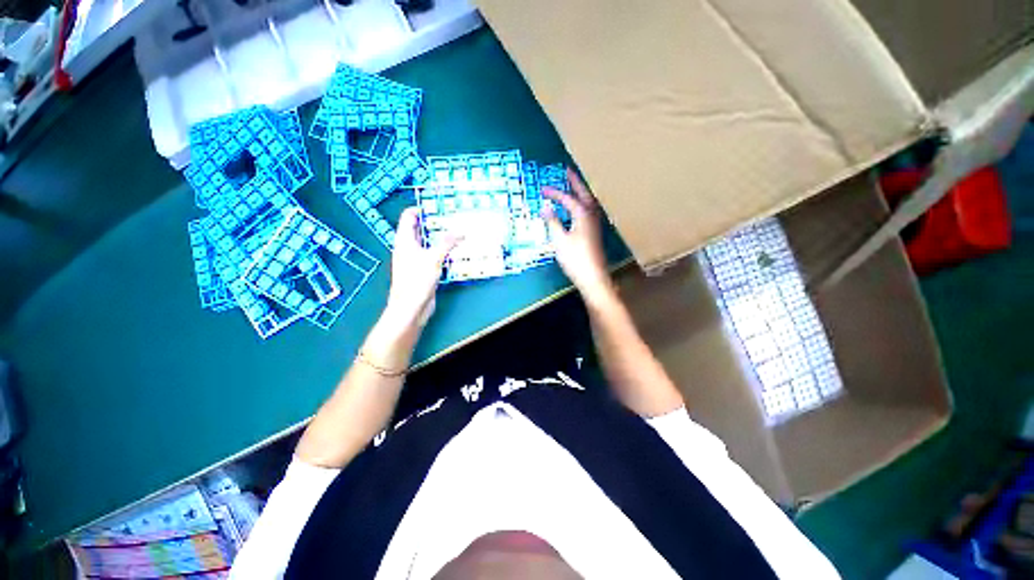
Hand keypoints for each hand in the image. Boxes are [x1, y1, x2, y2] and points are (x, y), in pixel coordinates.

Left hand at [382, 207, 459, 329]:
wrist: (411, 307)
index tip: (439, 207)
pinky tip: (455, 253)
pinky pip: (433, 256)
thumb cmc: (417, 280)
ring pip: (428, 244)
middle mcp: (408, 248)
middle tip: (453, 219)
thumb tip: (460, 232)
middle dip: (435, 224)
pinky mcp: (423, 271)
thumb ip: (447, 243)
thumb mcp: (434, 258)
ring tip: (458, 233)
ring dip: (441, 239)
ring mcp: (415, 260)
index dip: (421, 209)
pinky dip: (443, 252)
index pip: (409, 217)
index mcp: (404, 240)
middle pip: (420, 230)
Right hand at [542, 168, 615, 305]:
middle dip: (575, 182)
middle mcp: (592, 216)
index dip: (554, 193)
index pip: (567, 198)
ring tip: (573, 185)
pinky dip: (582, 204)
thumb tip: (545, 207)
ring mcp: (595, 224)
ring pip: (589, 202)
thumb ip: (552, 222)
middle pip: (584, 194)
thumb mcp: (559, 240)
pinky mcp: (595, 233)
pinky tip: (577, 209)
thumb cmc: (575, 258)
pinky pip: (588, 211)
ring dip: (581, 192)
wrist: (593, 277)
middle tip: (567, 170)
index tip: (542, 189)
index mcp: (583, 214)